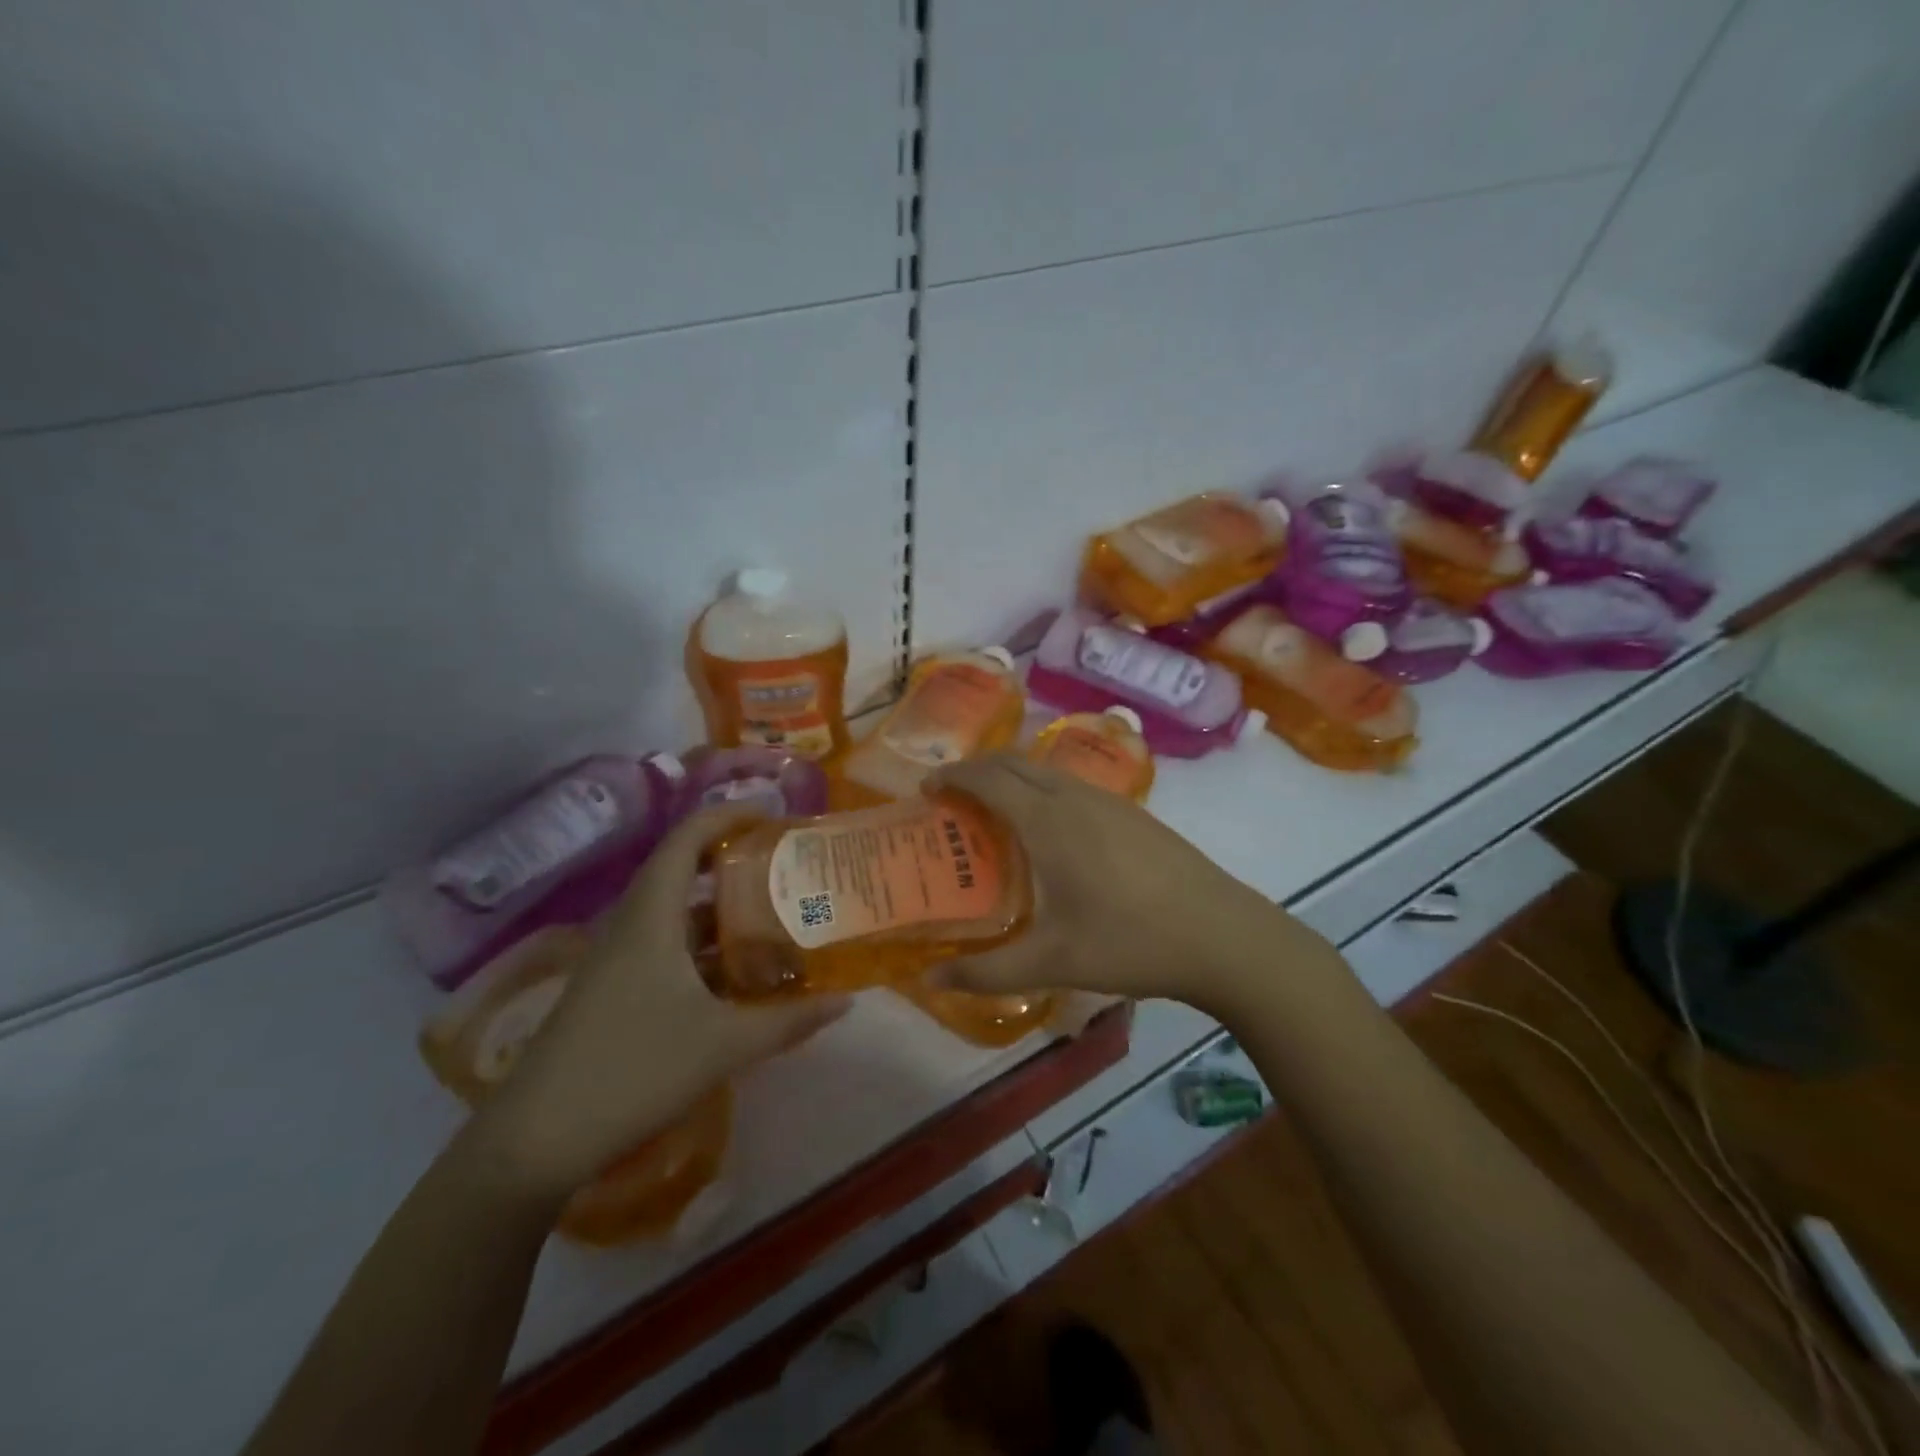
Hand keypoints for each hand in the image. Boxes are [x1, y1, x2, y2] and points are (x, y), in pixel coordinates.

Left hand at [470, 807, 849, 1201]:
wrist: (534, 1142)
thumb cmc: (633, 1071)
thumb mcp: (724, 1045)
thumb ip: (789, 1020)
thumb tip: (848, 1001)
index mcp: (651, 917)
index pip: (687, 838)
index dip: (729, 815)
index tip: (774, 815)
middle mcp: (632, 925)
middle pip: (683, 870)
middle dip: (735, 861)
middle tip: (787, 866)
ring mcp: (617, 959)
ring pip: (677, 914)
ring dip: (722, 910)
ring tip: (774, 916)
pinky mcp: (613, 990)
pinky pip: (666, 946)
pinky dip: (705, 947)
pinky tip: (737, 975)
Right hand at [926, 754, 1329, 1013]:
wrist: (1223, 935)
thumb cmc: (1131, 942)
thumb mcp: (1053, 962)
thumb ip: (987, 971)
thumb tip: (930, 979)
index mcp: (1049, 822)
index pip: (988, 779)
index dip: (953, 777)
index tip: (927, 788)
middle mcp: (1075, 797)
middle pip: (1015, 762)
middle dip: (977, 769)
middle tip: (952, 797)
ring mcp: (1110, 800)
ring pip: (1047, 771)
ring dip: (1012, 777)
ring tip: (993, 811)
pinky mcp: (1134, 812)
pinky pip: (1072, 784)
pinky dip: (1042, 789)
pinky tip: (1049, 829)